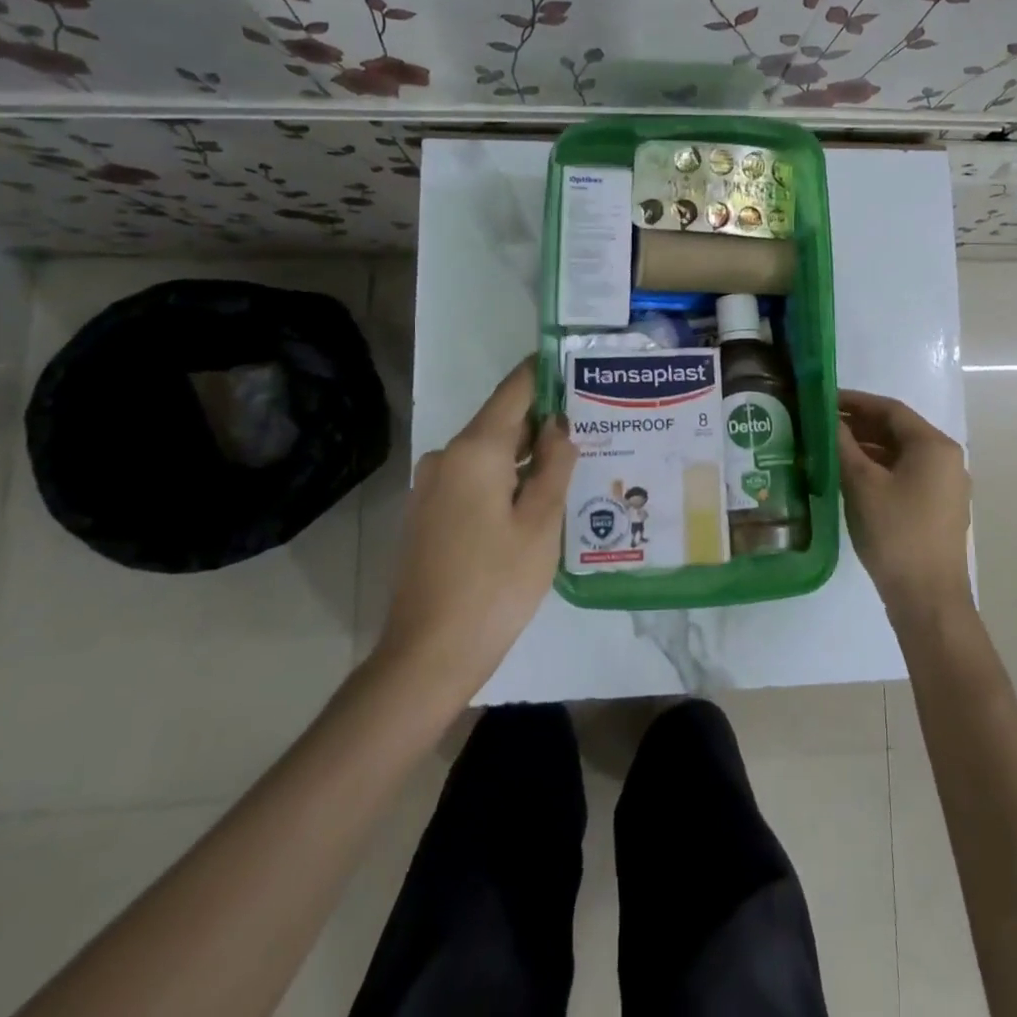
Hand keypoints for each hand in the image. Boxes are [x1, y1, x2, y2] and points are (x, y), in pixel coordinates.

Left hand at [375, 357, 576, 704]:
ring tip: (572, 458)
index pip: (514, 390)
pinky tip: (535, 495)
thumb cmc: (495, 584)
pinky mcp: (428, 512)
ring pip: (488, 453)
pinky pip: (473, 477)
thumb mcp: (541, 522)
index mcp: (474, 450)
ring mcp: (431, 486)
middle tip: (590, 419)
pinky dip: (504, 477)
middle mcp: (446, 456)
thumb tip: (559, 424)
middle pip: (500, 421)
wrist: (427, 655)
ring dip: (524, 452)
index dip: (543, 372)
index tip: (574, 361)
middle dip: (542, 419)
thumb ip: (554, 464)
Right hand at [837, 388, 971, 622]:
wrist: (927, 599)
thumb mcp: (862, 484)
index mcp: (934, 445)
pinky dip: (879, 469)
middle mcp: (946, 459)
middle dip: (859, 425)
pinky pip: (905, 475)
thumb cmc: (895, 533)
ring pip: (900, 454)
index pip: (890, 410)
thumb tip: (829, 419)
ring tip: (829, 448)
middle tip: (822, 423)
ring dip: (867, 448)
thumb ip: (843, 445)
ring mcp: (945, 486)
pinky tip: (850, 477)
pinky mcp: (938, 508)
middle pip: (897, 430)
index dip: (855, 401)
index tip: (824, 399)